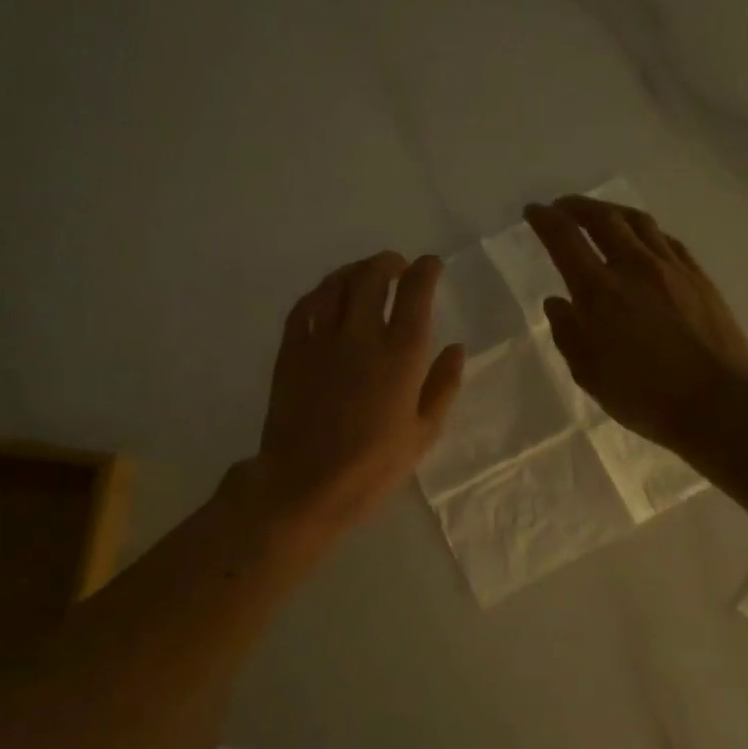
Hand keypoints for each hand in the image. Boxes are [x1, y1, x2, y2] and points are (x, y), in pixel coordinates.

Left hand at [255, 251, 465, 534]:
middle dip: (389, 263)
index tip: (431, 265)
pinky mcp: (291, 352)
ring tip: (364, 274)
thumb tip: (456, 348)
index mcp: (401, 356)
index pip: (416, 293)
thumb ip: (443, 385)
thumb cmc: (372, 467)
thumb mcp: (423, 434)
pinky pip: (304, 307)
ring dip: (354, 271)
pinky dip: (320, 293)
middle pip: (372, 277)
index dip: (426, 270)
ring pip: (336, 285)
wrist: (304, 485)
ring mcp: (321, 341)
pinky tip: (327, 297)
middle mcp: (361, 336)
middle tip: (398, 266)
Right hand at [525, 197, 747, 454]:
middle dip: (576, 206)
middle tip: (562, 207)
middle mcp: (633, 266)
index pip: (564, 239)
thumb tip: (556, 301)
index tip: (533, 211)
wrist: (719, 402)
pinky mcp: (698, 276)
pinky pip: (665, 239)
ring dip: (612, 211)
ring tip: (600, 215)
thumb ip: (568, 333)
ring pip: (637, 222)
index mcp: (599, 291)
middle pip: (602, 218)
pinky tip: (642, 240)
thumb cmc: (645, 397)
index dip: (545, 220)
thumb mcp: (590, 375)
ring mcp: (670, 267)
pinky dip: (644, 231)